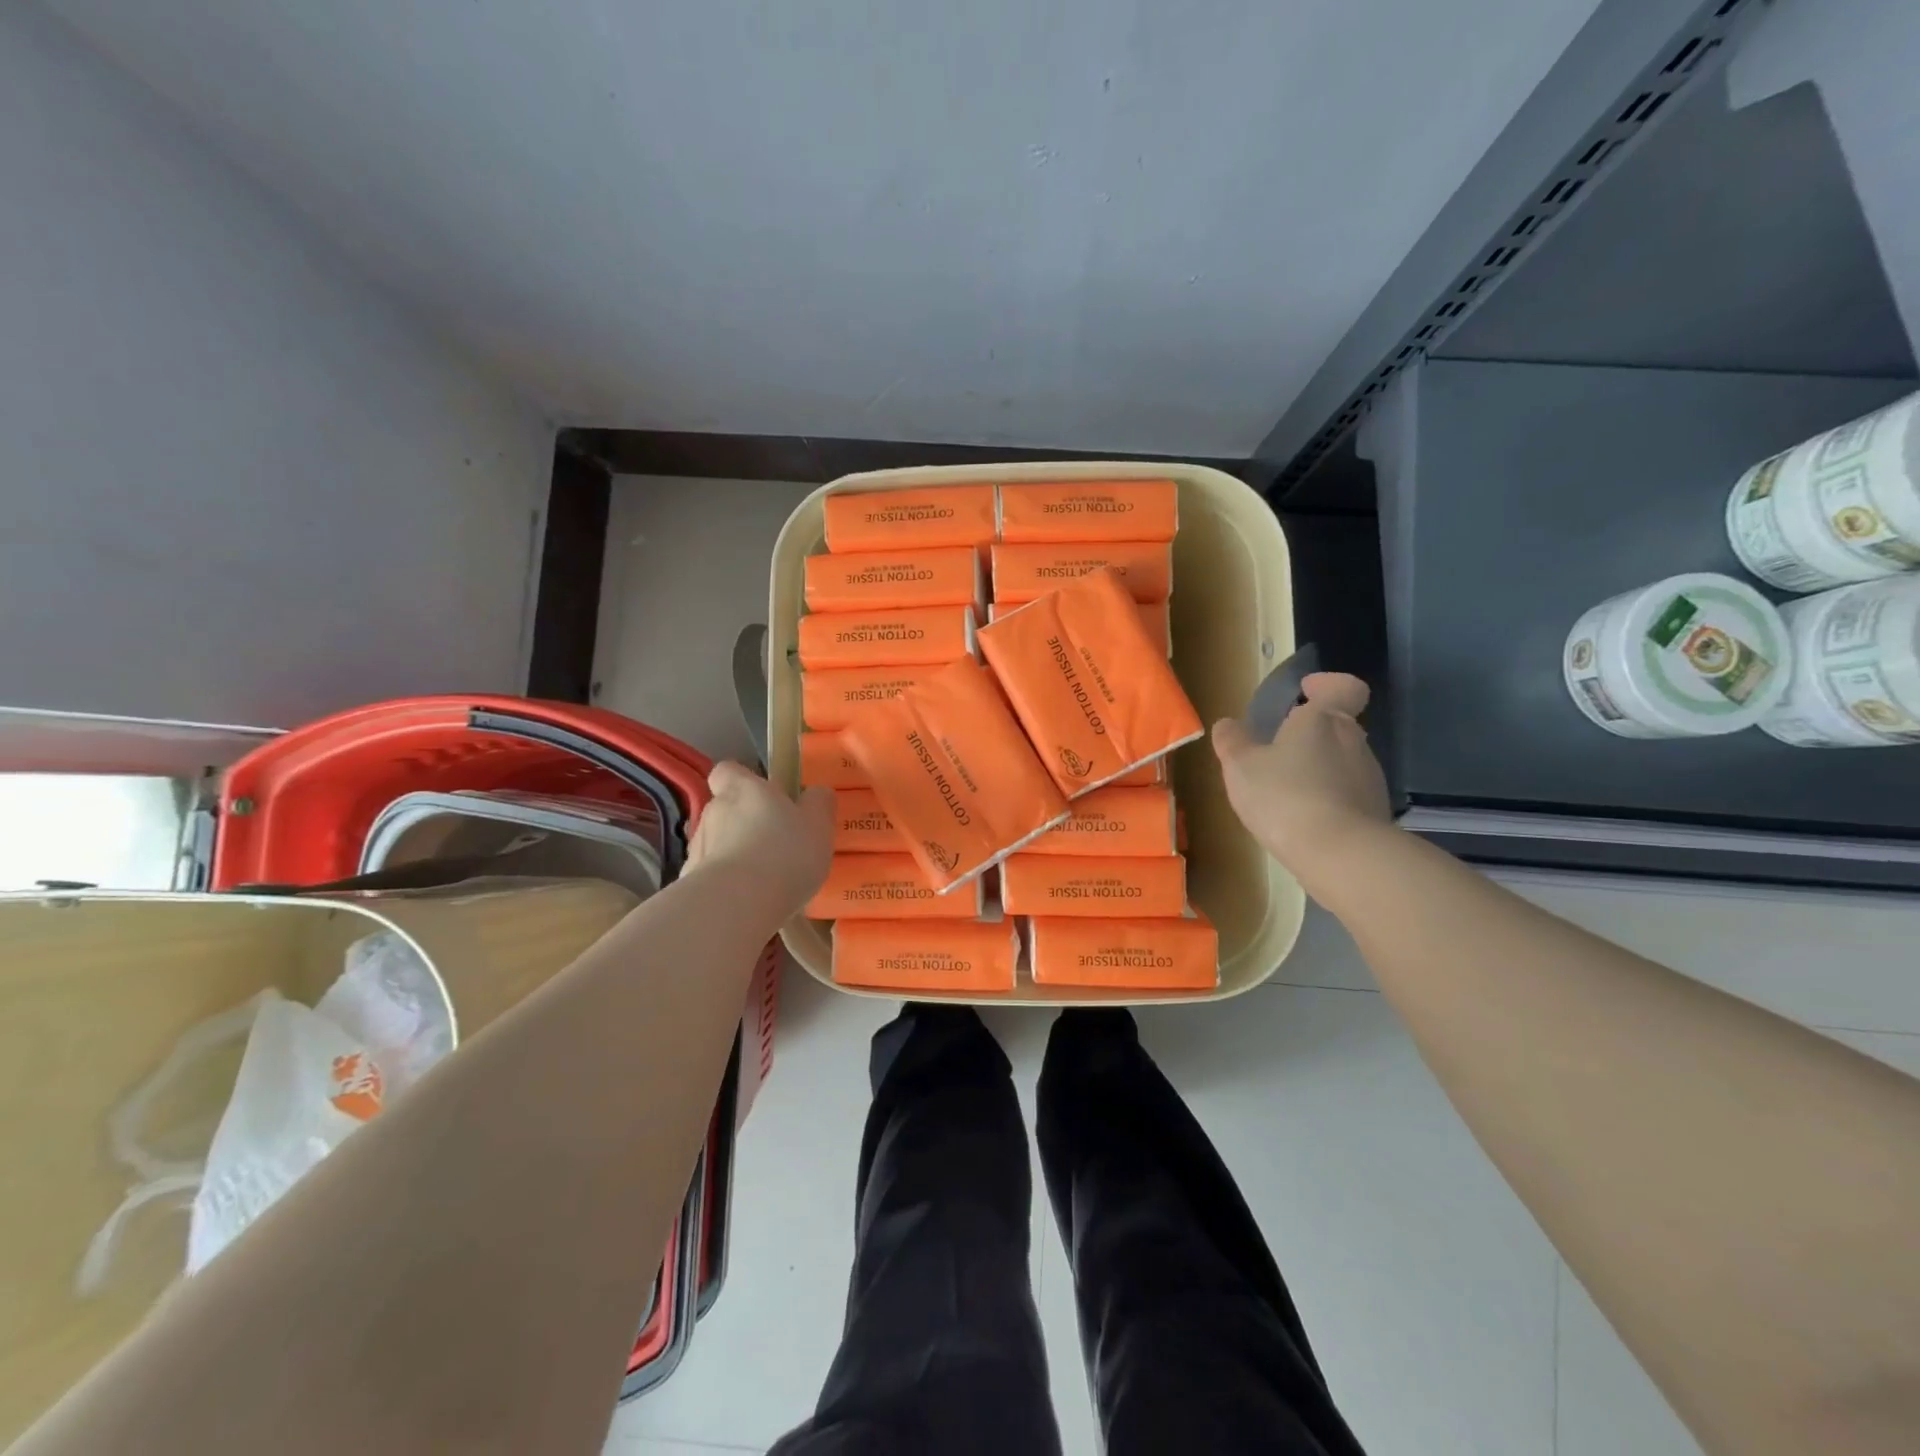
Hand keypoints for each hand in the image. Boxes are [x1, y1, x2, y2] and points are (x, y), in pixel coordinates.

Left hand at [687, 762, 834, 915]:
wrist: (736, 905)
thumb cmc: (784, 853)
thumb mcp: (818, 824)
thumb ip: (818, 804)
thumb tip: (816, 793)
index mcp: (744, 789)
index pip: (728, 771)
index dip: (741, 781)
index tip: (762, 798)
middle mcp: (714, 811)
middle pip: (724, 809)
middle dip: (743, 824)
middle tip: (774, 845)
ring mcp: (697, 847)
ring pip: (716, 844)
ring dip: (734, 854)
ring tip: (762, 880)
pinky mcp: (688, 882)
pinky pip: (710, 877)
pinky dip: (725, 884)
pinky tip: (746, 903)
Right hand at [1211, 672, 1391, 887]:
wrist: (1340, 854)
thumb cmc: (1284, 796)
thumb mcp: (1240, 767)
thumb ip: (1232, 742)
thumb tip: (1227, 724)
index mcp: (1324, 719)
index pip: (1344, 687)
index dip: (1327, 685)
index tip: (1306, 691)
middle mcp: (1354, 741)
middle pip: (1338, 725)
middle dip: (1310, 734)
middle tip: (1277, 750)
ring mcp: (1370, 777)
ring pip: (1342, 760)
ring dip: (1318, 768)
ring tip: (1285, 791)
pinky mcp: (1375, 812)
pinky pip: (1348, 793)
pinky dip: (1328, 798)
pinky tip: (1303, 819)